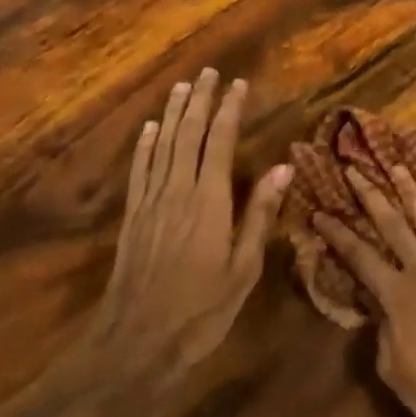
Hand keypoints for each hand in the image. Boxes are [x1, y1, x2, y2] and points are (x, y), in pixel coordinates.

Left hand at [81, 69, 291, 394]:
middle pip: (188, 134)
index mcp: (209, 200)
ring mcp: (151, 202)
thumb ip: (260, 215)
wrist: (135, 343)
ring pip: (162, 145)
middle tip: (208, 73)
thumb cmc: (201, 310)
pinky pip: (139, 170)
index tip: (238, 84)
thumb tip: (282, 169)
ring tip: (182, 87)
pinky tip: (149, 128)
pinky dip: (144, 145)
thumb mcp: (243, 268)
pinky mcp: (133, 217)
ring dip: (172, 114)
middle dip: (200, 101)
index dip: (229, 109)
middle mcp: (178, 190)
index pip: (219, 141)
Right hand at [311, 165, 415, 416]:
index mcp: (398, 295)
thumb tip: (376, 303)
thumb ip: (381, 329)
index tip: (319, 212)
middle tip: (355, 171)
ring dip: (413, 192)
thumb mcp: (393, 369)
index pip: (359, 257)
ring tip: (398, 168)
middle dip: (371, 196)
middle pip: (393, 225)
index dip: (337, 234)